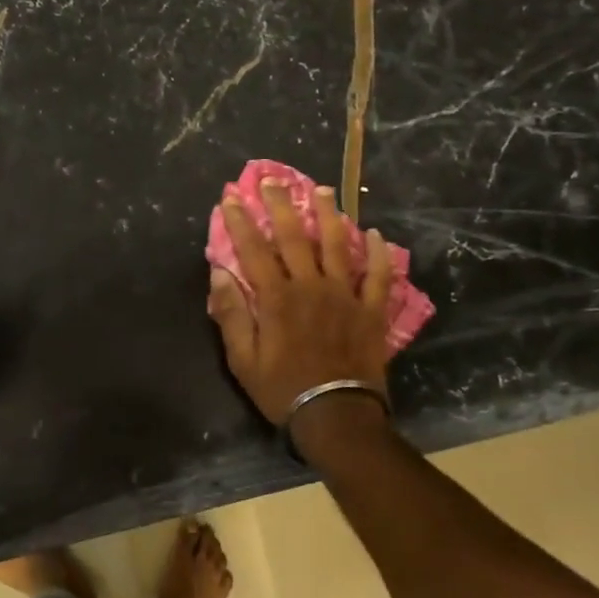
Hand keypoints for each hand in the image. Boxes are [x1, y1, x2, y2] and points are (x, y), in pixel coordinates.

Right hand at [206, 180, 390, 425]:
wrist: (337, 417)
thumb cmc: (283, 390)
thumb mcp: (243, 360)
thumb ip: (231, 315)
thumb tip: (219, 274)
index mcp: (277, 298)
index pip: (254, 251)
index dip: (241, 222)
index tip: (232, 198)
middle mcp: (311, 287)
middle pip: (294, 237)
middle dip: (281, 205)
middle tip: (273, 180)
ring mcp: (345, 296)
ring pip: (337, 246)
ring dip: (329, 216)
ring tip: (323, 190)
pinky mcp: (371, 311)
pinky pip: (378, 276)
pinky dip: (378, 254)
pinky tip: (375, 235)